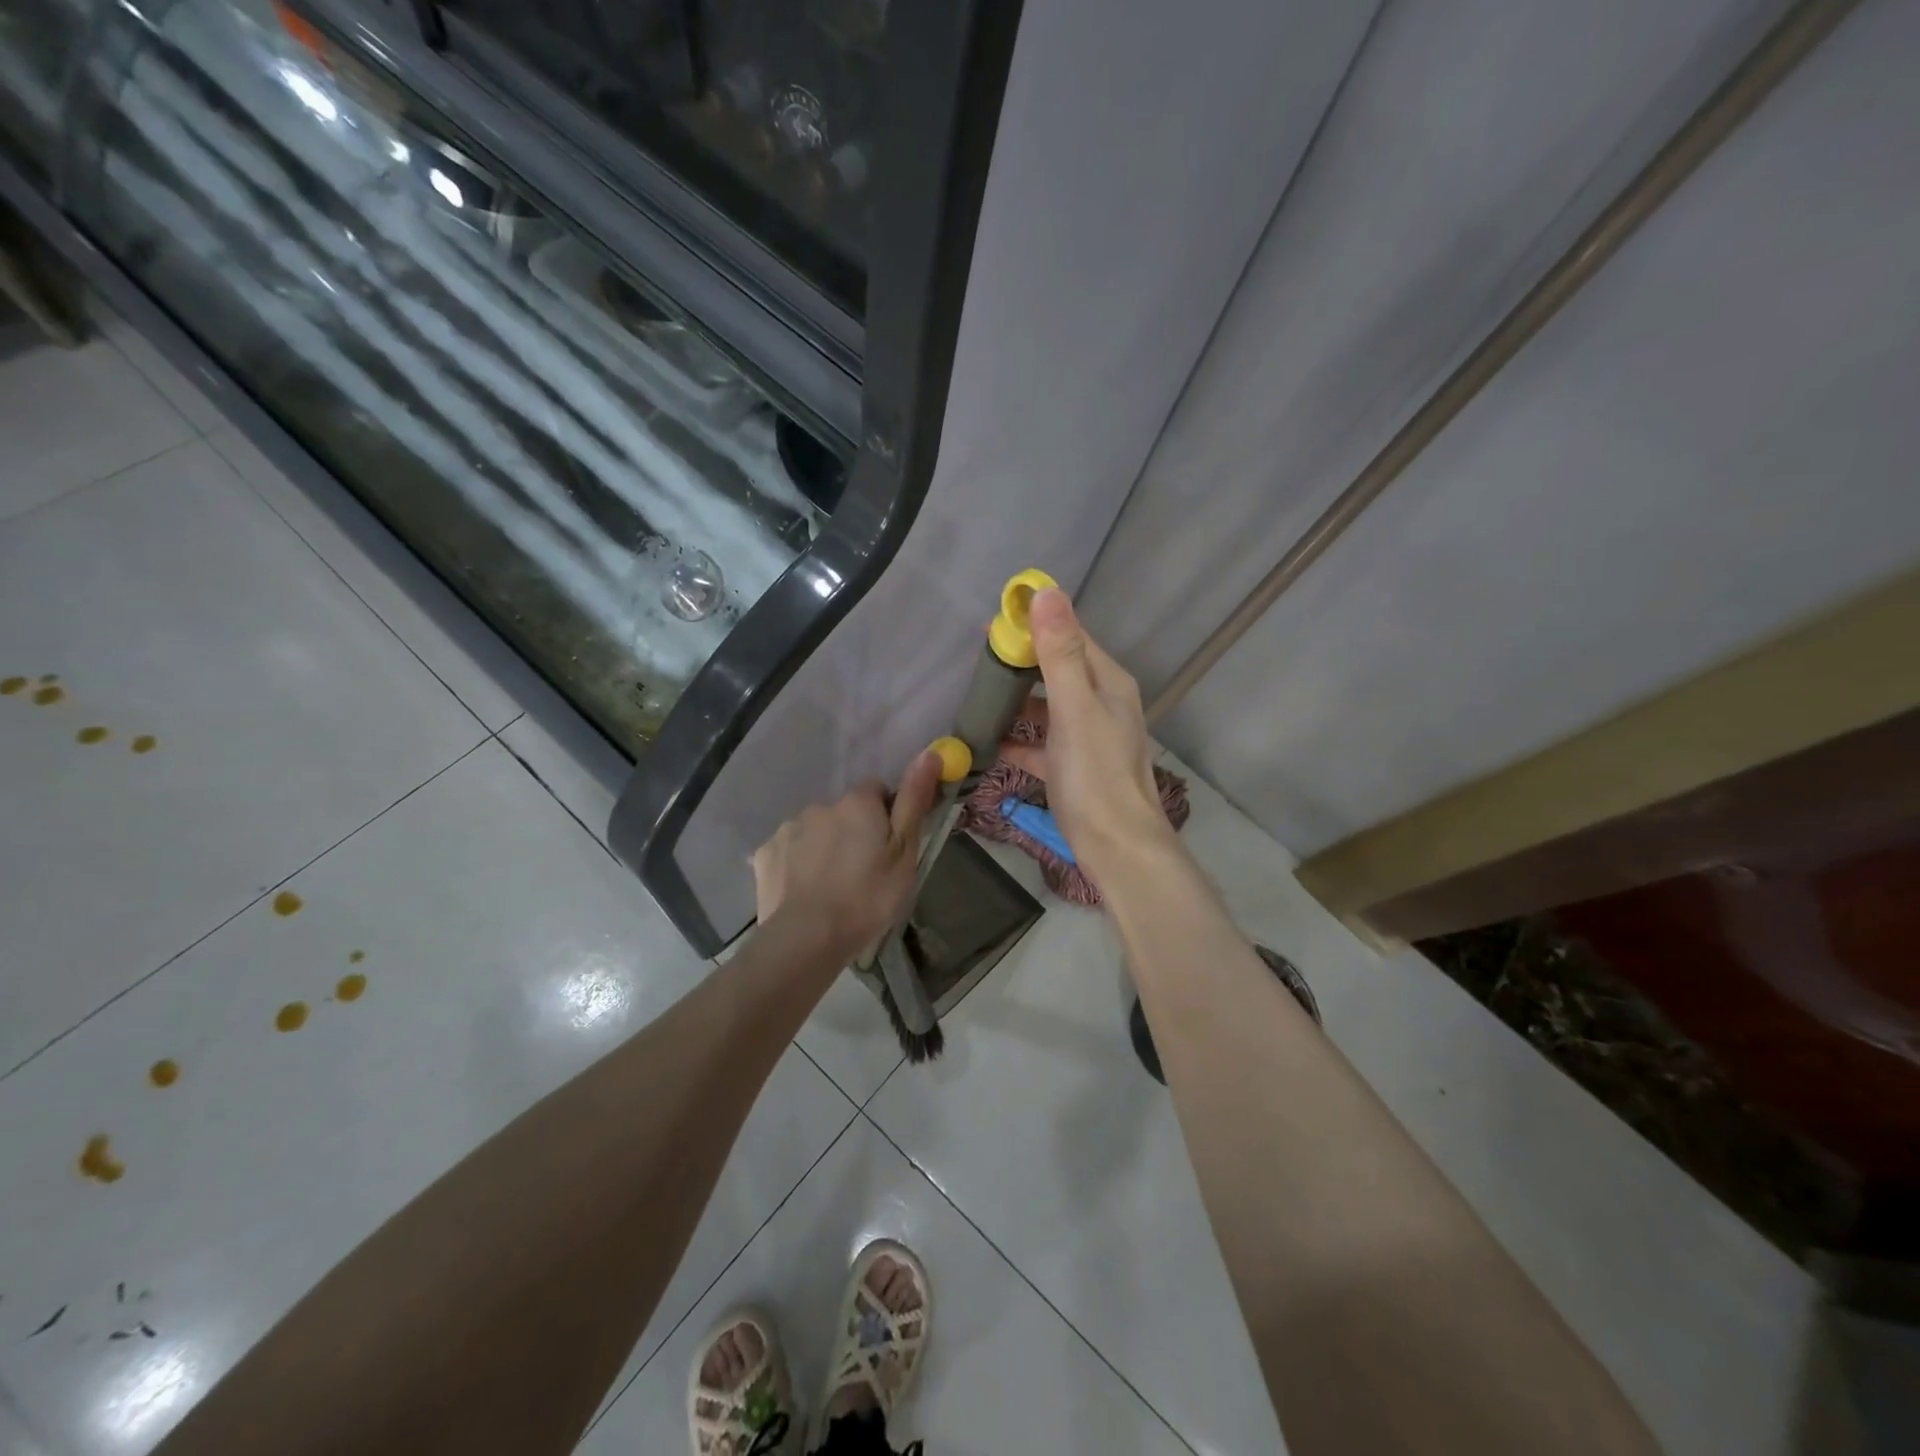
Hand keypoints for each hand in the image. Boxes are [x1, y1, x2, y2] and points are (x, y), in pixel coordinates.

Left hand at [752, 749, 941, 955]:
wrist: (807, 938)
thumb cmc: (867, 896)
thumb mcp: (904, 852)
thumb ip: (914, 800)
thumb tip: (929, 752)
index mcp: (857, 803)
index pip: (876, 790)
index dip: (885, 814)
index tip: (889, 845)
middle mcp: (820, 806)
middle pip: (844, 811)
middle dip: (853, 831)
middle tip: (864, 871)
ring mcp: (788, 829)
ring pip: (815, 830)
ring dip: (824, 846)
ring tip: (833, 886)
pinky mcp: (766, 854)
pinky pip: (789, 851)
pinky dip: (797, 864)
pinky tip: (805, 891)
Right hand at [999, 589, 1173, 885]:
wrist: (1116, 848)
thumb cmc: (1096, 775)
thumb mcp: (1075, 708)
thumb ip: (1060, 653)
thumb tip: (1045, 592)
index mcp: (1108, 683)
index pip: (1071, 636)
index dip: (1035, 624)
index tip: (993, 623)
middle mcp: (1101, 704)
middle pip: (1057, 670)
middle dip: (1021, 663)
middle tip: (979, 662)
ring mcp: (1087, 738)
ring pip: (1046, 708)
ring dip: (1016, 702)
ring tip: (978, 698)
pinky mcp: (1072, 768)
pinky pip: (1040, 744)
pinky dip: (1017, 740)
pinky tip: (988, 742)